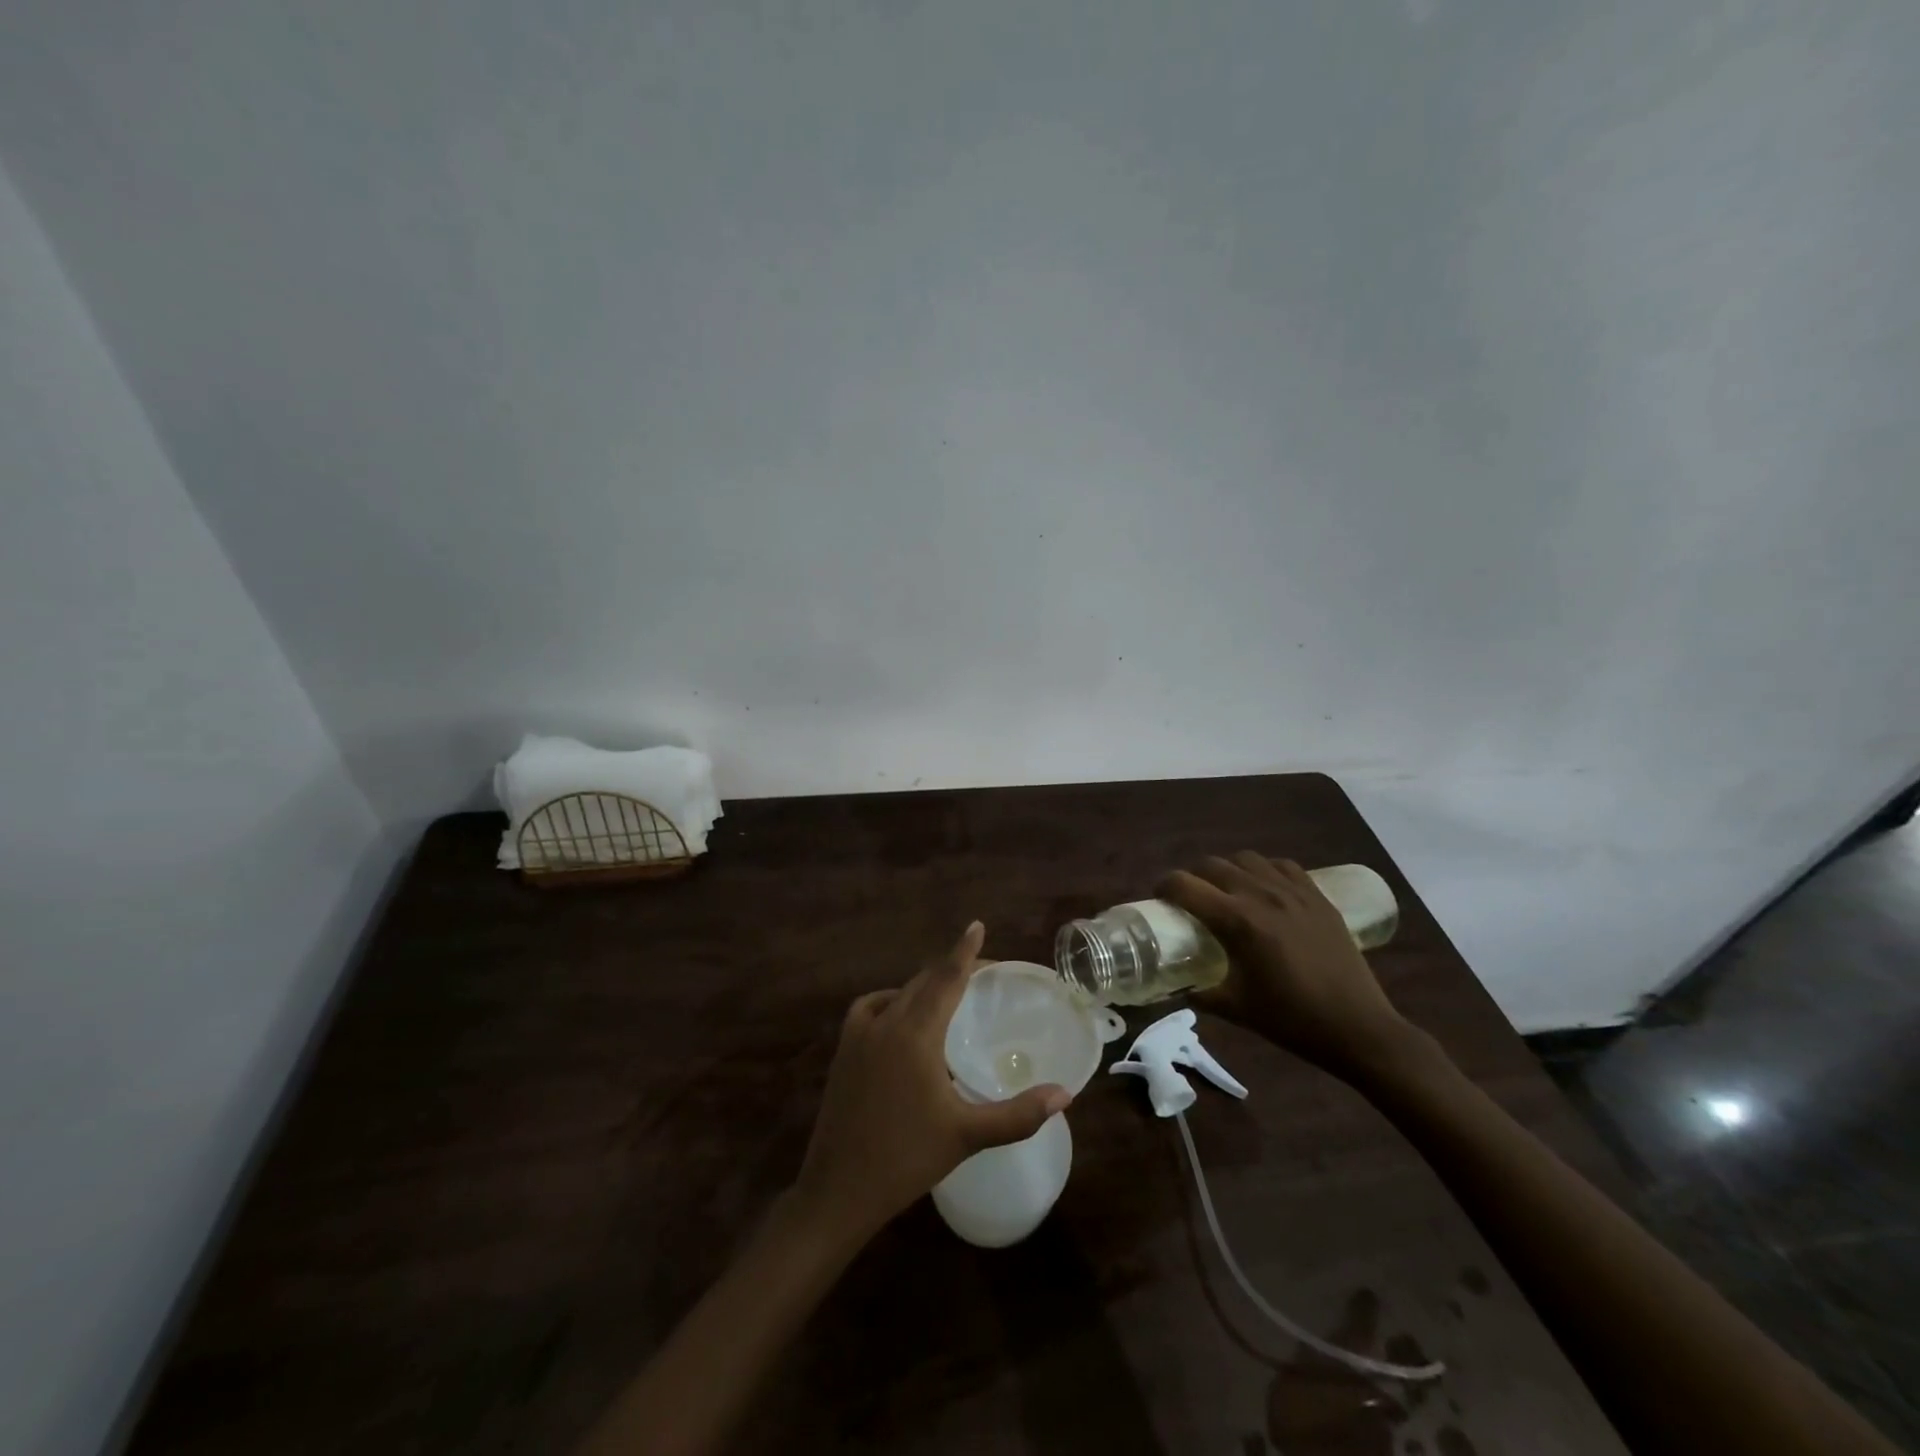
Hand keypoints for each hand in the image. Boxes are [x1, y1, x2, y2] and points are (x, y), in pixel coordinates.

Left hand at [793, 922, 1071, 1242]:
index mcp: (916, 1033)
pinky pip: (870, 1008)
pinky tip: (900, 1018)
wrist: (838, 1189)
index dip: (964, 950)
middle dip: (950, 969)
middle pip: (923, 981)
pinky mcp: (844, 1051)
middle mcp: (886, 1022)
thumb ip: (1017, 1114)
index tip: (976, 925)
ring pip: (897, 993)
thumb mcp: (967, 1136)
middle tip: (979, 970)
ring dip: (923, 985)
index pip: (946, 978)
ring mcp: (859, 1035)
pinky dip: (891, 1001)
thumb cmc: (906, 1160)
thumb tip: (1064, 1095)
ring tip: (946, 992)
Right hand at [1160, 853, 1412, 1078]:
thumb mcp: (1236, 1009)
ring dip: (1228, 870)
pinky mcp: (1318, 897)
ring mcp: (1293, 892)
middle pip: (1212, 864)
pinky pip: (1282, 866)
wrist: (1359, 1028)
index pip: (1184, 886)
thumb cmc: (1293, 1021)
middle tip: (1190, 899)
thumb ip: (1199, 992)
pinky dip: (1264, 871)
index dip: (1163, 887)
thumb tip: (1175, 987)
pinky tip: (1265, 891)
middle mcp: (1261, 895)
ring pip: (1246, 859)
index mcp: (1238, 922)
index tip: (1159, 898)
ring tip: (1227, 892)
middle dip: (1193, 877)